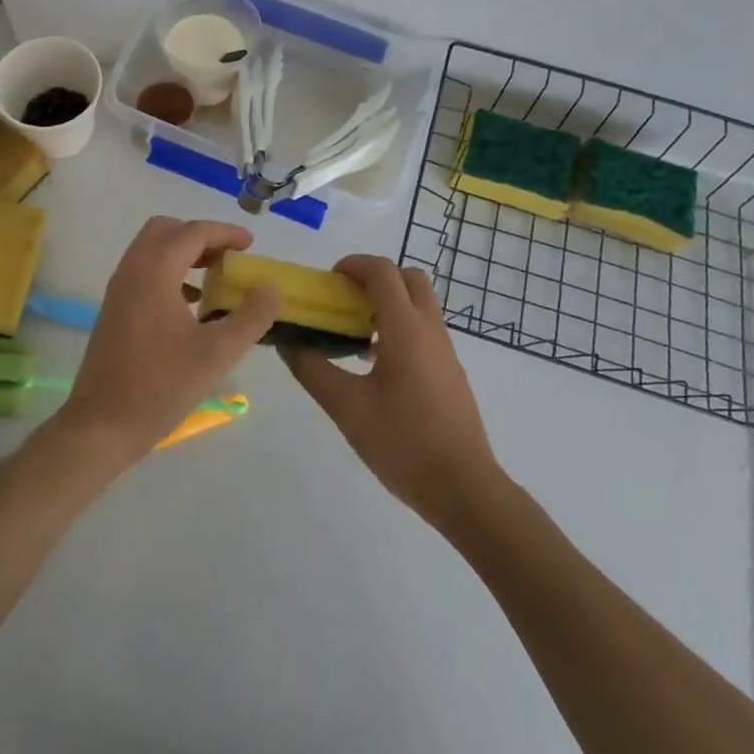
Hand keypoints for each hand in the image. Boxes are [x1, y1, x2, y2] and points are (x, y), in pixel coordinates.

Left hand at [49, 217, 279, 468]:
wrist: (101, 426)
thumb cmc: (160, 386)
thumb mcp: (218, 353)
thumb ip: (251, 317)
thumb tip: (270, 289)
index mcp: (154, 272)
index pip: (193, 232)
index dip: (225, 233)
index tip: (251, 245)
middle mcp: (132, 271)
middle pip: (166, 230)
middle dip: (200, 236)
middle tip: (228, 256)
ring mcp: (119, 290)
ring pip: (152, 250)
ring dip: (184, 253)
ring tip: (215, 277)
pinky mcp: (114, 310)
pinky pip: (144, 272)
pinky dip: (169, 272)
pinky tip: (192, 305)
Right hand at [280, 256, 501, 530]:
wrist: (465, 489)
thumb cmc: (403, 443)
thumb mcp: (346, 408)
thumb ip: (313, 370)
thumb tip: (288, 342)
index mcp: (405, 329)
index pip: (383, 272)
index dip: (354, 264)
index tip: (329, 280)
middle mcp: (430, 330)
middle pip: (409, 278)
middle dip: (376, 278)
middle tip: (346, 301)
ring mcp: (446, 351)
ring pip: (420, 304)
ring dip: (389, 303)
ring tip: (356, 336)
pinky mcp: (451, 372)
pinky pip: (425, 330)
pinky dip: (401, 327)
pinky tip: (378, 368)